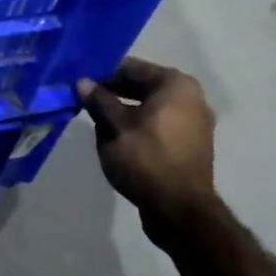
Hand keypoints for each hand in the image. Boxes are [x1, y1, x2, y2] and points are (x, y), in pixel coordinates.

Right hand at [77, 57, 217, 222]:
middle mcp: (191, 98)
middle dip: (113, 92)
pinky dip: (139, 125)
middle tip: (84, 100)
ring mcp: (195, 122)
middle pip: (143, 86)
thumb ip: (99, 101)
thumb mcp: (114, 126)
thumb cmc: (146, 158)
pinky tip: (117, 137)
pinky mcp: (190, 144)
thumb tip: (83, 82)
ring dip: (124, 110)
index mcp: (176, 85)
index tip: (80, 82)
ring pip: (150, 107)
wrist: (179, 208)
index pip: (132, 68)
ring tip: (97, 120)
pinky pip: (159, 124)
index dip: (103, 74)